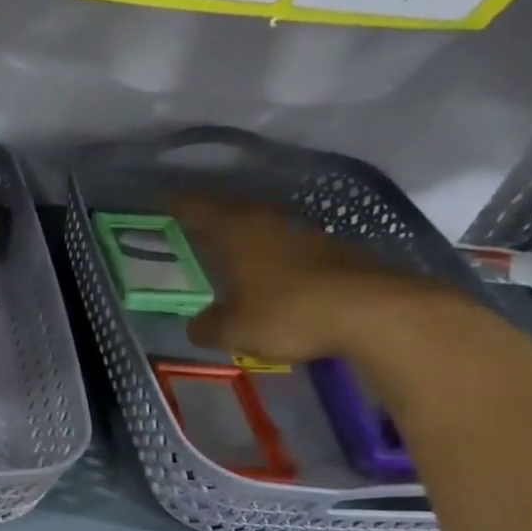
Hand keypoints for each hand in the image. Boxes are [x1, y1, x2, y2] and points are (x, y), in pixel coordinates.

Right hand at [173, 195, 459, 364]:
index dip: (173, 202)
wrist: (377, 313)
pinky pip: (285, 245)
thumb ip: (208, 326)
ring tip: (221, 246)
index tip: (154, 199)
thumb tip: (197, 325)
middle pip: (230, 210)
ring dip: (240, 233)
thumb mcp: (234, 330)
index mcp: (236, 231)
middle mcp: (268, 222)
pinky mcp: (333, 251)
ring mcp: (305, 234)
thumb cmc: (289, 313)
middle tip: (184, 222)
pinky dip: (267, 253)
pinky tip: (264, 270)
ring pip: (260, 226)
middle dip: (206, 215)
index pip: (196, 207)